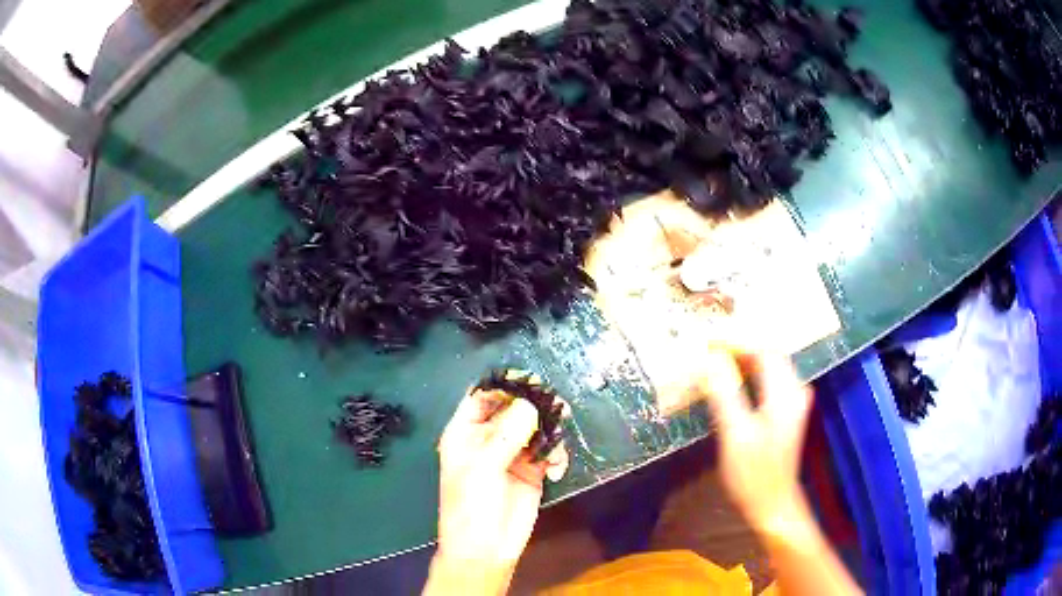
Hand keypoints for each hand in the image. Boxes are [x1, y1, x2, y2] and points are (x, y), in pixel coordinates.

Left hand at [424, 389, 545, 594]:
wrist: (486, 550)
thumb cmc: (471, 506)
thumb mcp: (483, 468)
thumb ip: (507, 435)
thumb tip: (531, 405)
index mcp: (465, 433)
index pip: (481, 397)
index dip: (503, 387)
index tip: (529, 381)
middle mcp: (488, 439)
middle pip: (513, 409)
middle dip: (534, 406)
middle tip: (557, 406)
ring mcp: (511, 454)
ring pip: (535, 428)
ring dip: (550, 430)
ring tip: (558, 441)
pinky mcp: (532, 471)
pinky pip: (548, 450)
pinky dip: (556, 454)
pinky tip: (555, 469)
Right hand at [693, 346, 814, 536]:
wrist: (773, 505)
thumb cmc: (753, 474)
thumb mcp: (735, 435)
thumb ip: (725, 394)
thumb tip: (709, 359)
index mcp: (785, 393)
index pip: (763, 350)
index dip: (735, 340)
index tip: (707, 339)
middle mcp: (794, 390)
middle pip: (768, 354)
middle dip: (738, 346)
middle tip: (707, 347)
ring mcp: (793, 400)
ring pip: (768, 366)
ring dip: (743, 359)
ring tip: (714, 358)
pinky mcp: (786, 411)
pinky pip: (768, 380)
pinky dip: (749, 374)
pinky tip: (732, 380)